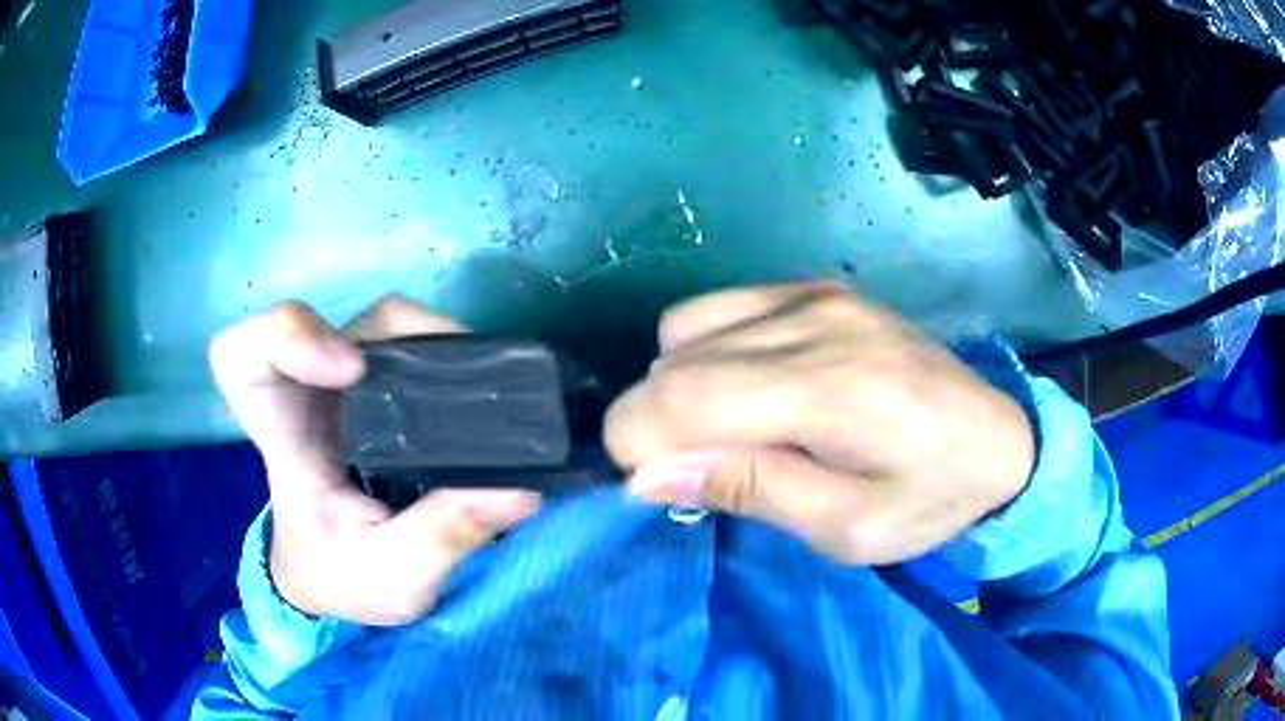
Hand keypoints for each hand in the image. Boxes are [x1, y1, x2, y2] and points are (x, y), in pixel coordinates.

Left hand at [210, 295, 539, 624]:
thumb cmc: (342, 579)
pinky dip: (448, 351)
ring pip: (380, 324)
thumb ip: (445, 536)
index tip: (350, 371)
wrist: (335, 579)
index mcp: (286, 441)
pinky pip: (409, 342)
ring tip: (490, 384)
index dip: (287, 338)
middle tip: (462, 377)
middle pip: (335, 322)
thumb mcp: (393, 577)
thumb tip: (519, 488)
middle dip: (397, 334)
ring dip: (434, 339)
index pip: (243, 359)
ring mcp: (346, 389)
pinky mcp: (378, 391)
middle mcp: (309, 397)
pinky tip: (482, 385)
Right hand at [605, 282, 1034, 565]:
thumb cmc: (930, 498)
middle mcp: (815, 323)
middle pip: (672, 363)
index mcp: (831, 390)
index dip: (638, 445)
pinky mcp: (816, 287)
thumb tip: (646, 473)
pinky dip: (705, 353)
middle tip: (702, 472)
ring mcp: (814, 294)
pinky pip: (718, 310)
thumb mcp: (847, 530)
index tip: (656, 488)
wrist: (998, 438)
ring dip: (680, 388)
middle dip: (655, 426)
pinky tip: (750, 387)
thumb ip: (751, 491)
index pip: (680, 398)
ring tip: (733, 430)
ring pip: (683, 331)